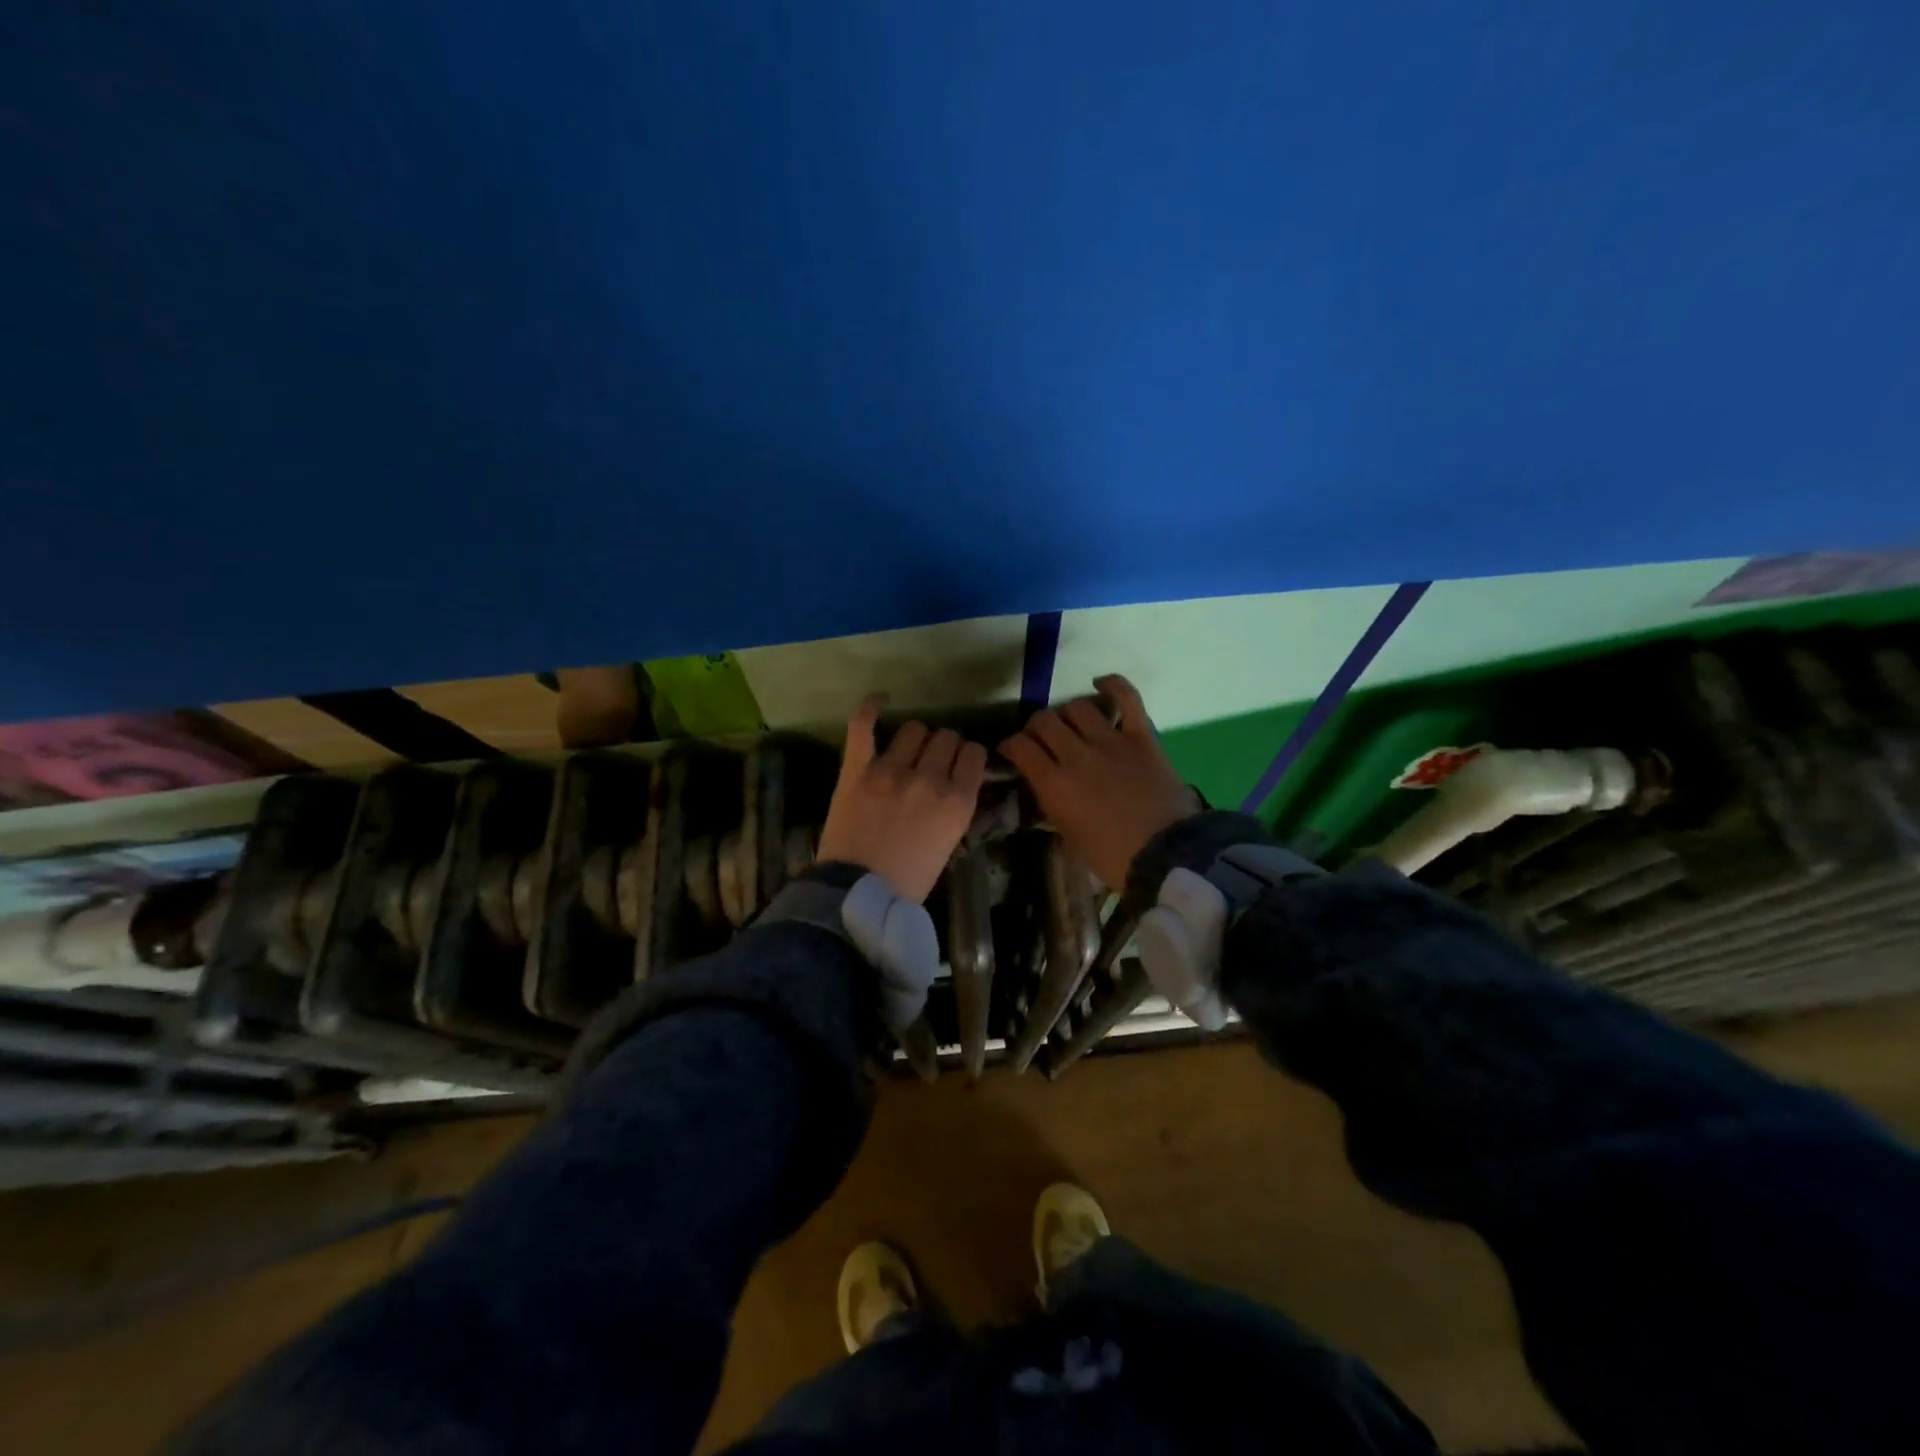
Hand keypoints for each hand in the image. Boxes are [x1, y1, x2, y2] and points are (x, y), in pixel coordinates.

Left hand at [816, 696, 988, 901]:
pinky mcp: (857, 769)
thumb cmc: (908, 881)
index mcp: (957, 802)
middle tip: (931, 763)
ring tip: (907, 751)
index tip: (959, 764)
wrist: (856, 896)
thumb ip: (955, 808)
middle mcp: (929, 779)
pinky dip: (870, 707)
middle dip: (942, 747)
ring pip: (914, 728)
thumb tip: (955, 784)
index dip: (967, 756)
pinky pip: (863, 724)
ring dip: (915, 738)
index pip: (974, 753)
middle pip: (945, 737)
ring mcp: (891, 770)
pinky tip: (880, 700)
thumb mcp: (949, 845)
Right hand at [999, 674, 1197, 892]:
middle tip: (1041, 739)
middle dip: (1036, 727)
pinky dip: (1113, 685)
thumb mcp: (1070, 836)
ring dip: (1068, 713)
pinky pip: (1127, 698)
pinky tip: (1100, 683)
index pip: (1020, 747)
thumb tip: (1047, 788)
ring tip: (1071, 724)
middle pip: (1044, 721)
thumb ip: (1054, 805)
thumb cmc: (1113, 858)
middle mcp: (1076, 755)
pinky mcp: (1141, 737)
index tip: (1011, 751)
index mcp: (1054, 785)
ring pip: (1077, 707)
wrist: (1167, 856)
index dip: (1010, 745)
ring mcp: (1110, 741)